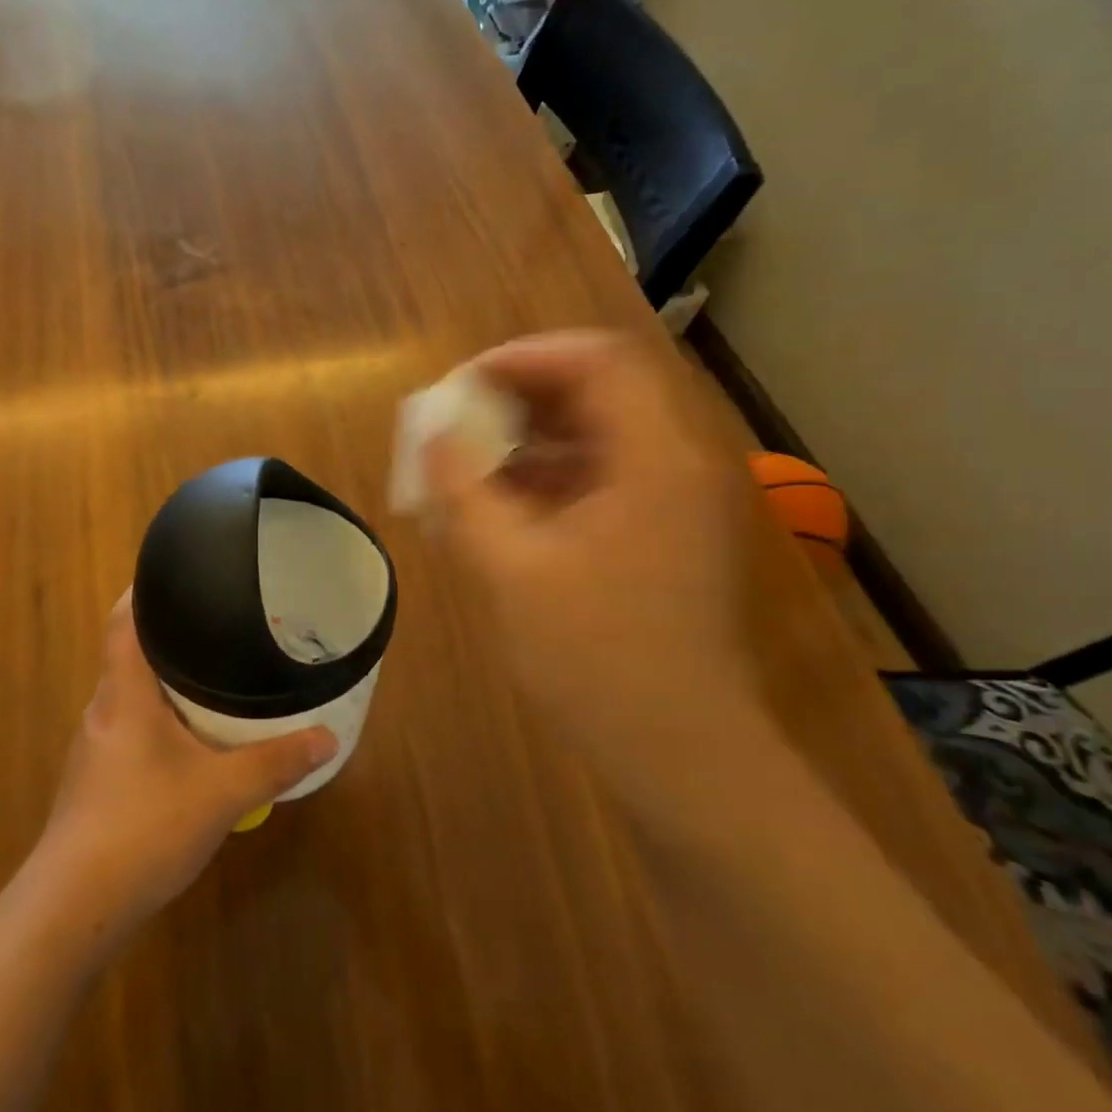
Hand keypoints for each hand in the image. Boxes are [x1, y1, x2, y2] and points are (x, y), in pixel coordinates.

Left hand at [31, 592, 336, 952]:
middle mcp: (103, 710)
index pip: (123, 621)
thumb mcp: (222, 793)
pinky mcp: (95, 782)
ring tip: (211, 677)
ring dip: (165, 684)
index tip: (176, 575)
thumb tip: (327, 738)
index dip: (144, 592)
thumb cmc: (143, 827)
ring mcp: (94, 748)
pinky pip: (130, 731)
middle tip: (216, 626)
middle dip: (169, 637)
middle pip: (129, 655)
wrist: (73, 907)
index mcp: (124, 694)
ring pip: (131, 697)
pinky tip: (190, 743)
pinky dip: (160, 722)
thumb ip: (276, 762)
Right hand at [425, 332, 773, 797]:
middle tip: (457, 423)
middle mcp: (679, 464)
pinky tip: (498, 509)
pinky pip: (602, 479)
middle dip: (518, 399)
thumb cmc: (596, 660)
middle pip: (597, 393)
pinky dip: (548, 480)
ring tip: (465, 467)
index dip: (523, 358)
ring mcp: (676, 501)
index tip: (461, 384)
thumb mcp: (511, 570)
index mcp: (656, 459)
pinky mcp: (665, 535)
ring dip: (528, 441)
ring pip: (596, 437)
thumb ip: (463, 491)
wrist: (680, 754)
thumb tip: (430, 434)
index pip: (596, 361)